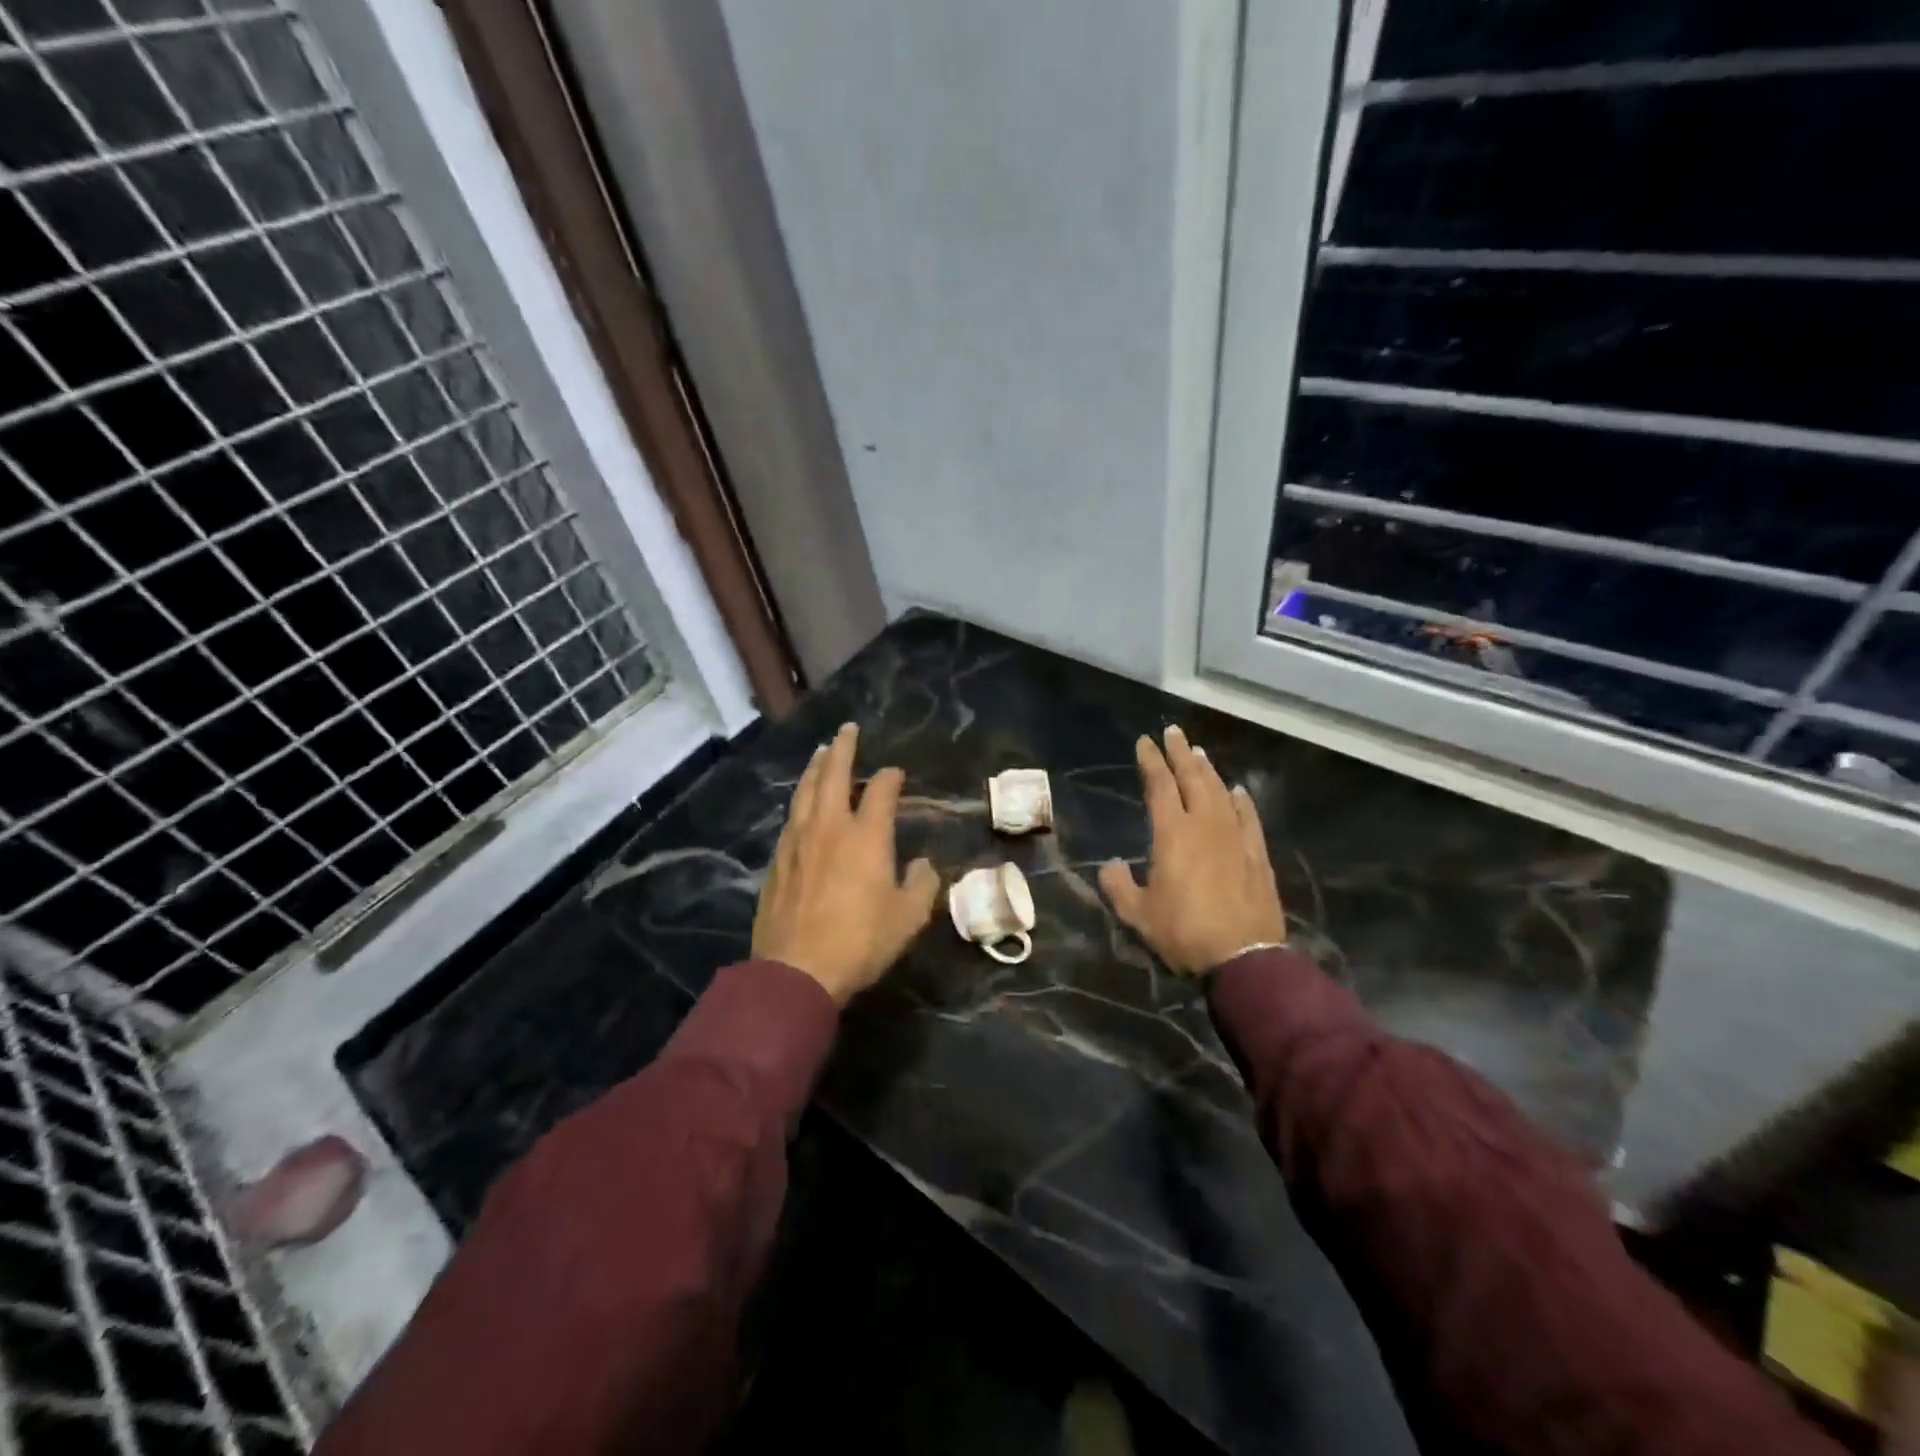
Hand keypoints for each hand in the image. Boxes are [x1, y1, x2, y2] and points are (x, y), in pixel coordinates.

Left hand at [753, 723, 941, 1004]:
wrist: (796, 971)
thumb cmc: (860, 942)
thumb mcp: (908, 918)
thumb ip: (923, 885)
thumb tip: (925, 864)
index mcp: (866, 836)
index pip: (881, 791)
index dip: (891, 777)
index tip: (897, 773)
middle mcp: (829, 827)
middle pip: (833, 776)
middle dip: (843, 749)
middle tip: (847, 729)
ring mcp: (798, 842)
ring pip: (805, 792)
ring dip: (815, 768)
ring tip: (821, 752)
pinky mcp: (778, 861)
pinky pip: (791, 818)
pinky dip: (800, 800)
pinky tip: (801, 803)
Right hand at [1098, 726, 1286, 976]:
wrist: (1244, 959)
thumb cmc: (1184, 934)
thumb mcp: (1138, 915)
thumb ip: (1119, 886)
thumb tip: (1110, 865)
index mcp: (1173, 834)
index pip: (1160, 786)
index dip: (1151, 762)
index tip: (1145, 741)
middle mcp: (1206, 825)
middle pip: (1194, 778)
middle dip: (1181, 753)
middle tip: (1174, 732)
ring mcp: (1236, 838)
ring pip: (1221, 792)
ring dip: (1208, 770)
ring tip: (1199, 753)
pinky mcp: (1257, 855)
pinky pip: (1248, 817)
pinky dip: (1241, 800)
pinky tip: (1238, 790)